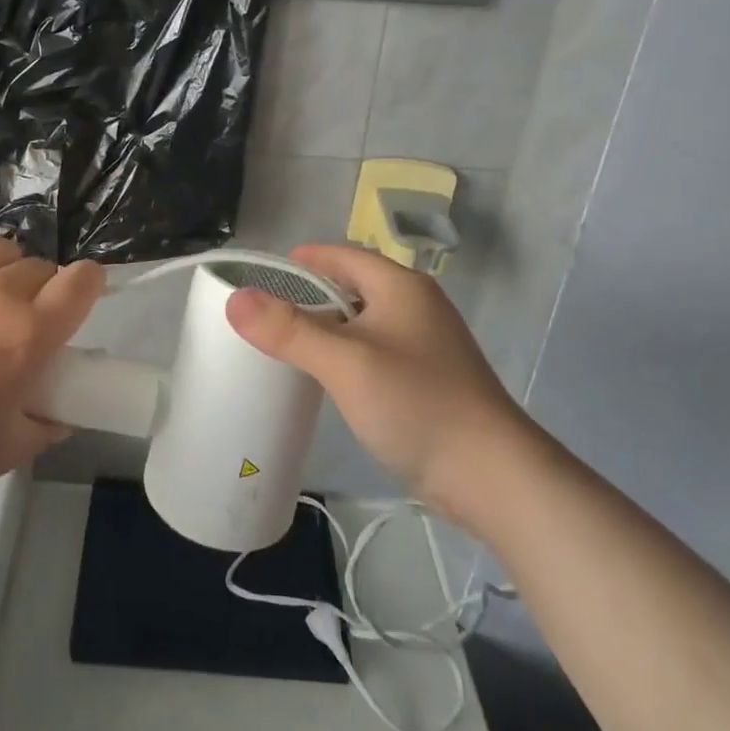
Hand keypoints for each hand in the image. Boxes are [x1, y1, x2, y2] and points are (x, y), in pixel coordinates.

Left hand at [0, 234, 104, 491]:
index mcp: (28, 335)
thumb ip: (44, 430)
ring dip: (5, 271)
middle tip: (20, 321)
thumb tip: (62, 414)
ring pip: (3, 250)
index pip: (82, 282)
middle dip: (43, 290)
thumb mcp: (0, 453)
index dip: (90, 285)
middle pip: (43, 266)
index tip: (80, 300)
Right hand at [224, 244, 526, 506]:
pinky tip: (332, 378)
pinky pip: (378, 350)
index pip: (344, 255)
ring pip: (366, 321)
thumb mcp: (345, 363)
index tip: (268, 273)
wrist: (493, 475)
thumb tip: (236, 299)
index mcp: (401, 287)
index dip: (306, 260)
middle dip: (313, 294)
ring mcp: (427, 344)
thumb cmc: (417, 403)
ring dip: (331, 326)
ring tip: (292, 344)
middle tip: (271, 312)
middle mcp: (417, 306)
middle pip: (355, 285)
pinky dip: (350, 353)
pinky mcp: (430, 379)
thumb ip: (289, 330)